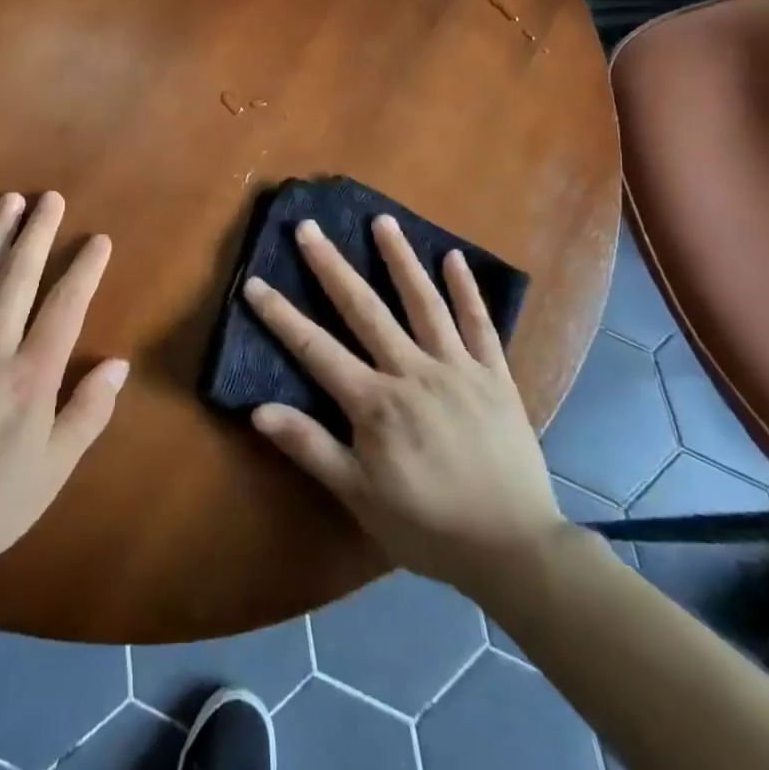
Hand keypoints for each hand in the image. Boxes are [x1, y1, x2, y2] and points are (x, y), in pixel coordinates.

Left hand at [0, 191, 126, 574]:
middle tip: (50, 198)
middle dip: (37, 233)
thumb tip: (118, 365)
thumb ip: (87, 413)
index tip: (97, 240)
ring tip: (10, 201)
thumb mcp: (51, 471)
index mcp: (30, 377)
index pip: (65, 308)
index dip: (84, 270)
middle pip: (18, 277)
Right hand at [243, 216, 565, 585]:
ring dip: (400, 259)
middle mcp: (413, 371)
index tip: (254, 282)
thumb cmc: (428, 526)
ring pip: (424, 302)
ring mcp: (458, 368)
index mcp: (376, 403)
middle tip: (309, 227)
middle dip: (331, 266)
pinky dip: (467, 289)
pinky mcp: (495, 375)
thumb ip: (311, 448)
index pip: (315, 349)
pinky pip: (480, 324)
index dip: (280, 316)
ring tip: (383, 220)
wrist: (515, 549)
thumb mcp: (360, 496)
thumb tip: (258, 410)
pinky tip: (454, 258)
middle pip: (364, 309)